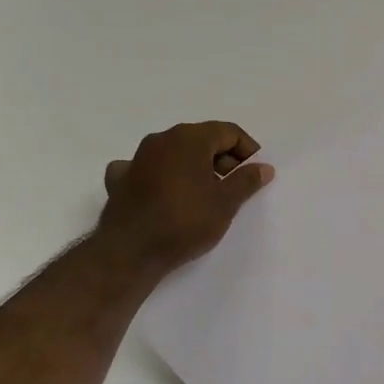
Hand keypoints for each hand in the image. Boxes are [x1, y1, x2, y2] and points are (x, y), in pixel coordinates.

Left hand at [97, 121, 273, 273]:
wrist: (130, 251)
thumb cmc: (184, 221)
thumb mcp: (225, 203)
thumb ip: (246, 181)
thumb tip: (263, 167)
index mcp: (189, 138)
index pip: (229, 132)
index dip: (248, 150)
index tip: (256, 173)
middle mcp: (161, 139)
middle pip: (201, 140)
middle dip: (223, 159)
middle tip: (236, 187)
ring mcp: (137, 158)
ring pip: (175, 154)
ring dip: (194, 168)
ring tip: (206, 195)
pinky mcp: (120, 180)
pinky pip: (148, 170)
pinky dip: (162, 178)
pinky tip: (165, 194)